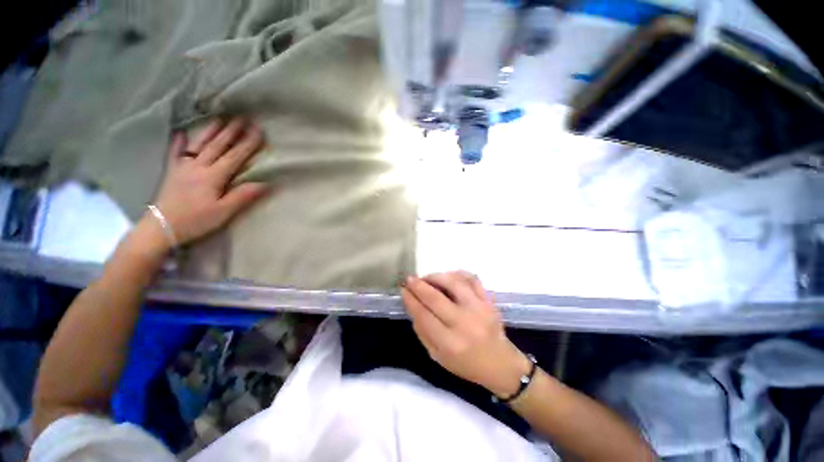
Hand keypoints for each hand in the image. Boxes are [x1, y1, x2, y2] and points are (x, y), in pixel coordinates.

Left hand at [147, 117, 269, 246]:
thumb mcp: (224, 212)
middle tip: (242, 117)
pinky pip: (175, 153)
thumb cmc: (196, 220)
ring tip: (220, 119)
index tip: (258, 131)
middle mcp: (199, 166)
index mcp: (214, 176)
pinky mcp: (172, 172)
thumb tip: (265, 183)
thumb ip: (243, 196)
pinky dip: (178, 142)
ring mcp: (183, 167)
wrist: (161, 227)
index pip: (235, 156)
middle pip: (218, 146)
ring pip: (200, 144)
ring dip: (211, 131)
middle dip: (232, 131)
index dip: (248, 143)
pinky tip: (180, 132)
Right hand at [402, 271, 530, 397]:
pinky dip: (458, 274)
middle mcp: (465, 323)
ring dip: (436, 277)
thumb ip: (423, 332)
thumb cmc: (466, 364)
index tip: (403, 290)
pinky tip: (448, 276)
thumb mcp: (438, 356)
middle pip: (436, 297)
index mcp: (450, 344)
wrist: (500, 364)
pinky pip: (472, 279)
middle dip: (419, 285)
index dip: (411, 300)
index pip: (424, 315)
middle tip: (410, 279)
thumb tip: (412, 306)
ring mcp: (479, 309)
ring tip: (427, 278)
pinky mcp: (489, 301)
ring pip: (454, 283)